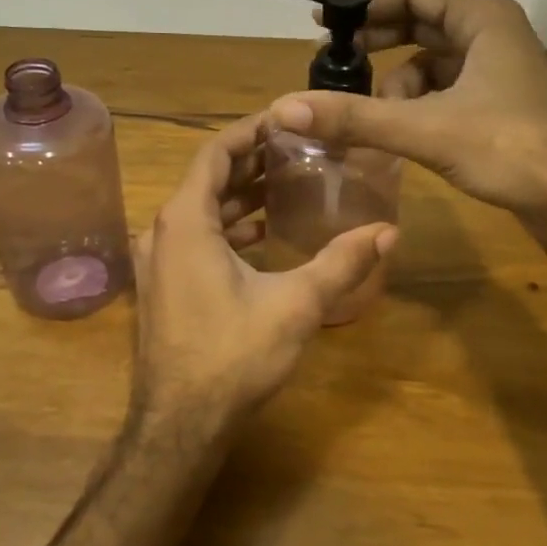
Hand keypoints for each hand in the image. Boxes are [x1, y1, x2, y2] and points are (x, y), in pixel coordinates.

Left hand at [133, 115, 397, 429]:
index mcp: (185, 221)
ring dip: (240, 196)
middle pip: (207, 179)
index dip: (249, 132)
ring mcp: (157, 261)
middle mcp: (162, 231)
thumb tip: (388, 231)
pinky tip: (262, 234)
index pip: (215, 154)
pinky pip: (195, 238)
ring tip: (287, 185)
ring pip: (200, 211)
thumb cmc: (232, 356)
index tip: (285, 120)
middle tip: (297, 150)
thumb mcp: (295, 305)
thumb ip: (341, 263)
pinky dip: (227, 227)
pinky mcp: (163, 286)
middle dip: (251, 162)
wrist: (179, 425)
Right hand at [267, 0, 546, 247]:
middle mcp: (493, 33)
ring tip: (373, 114)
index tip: (324, 23)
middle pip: (421, 21)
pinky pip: (444, 88)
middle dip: (377, 42)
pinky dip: (417, 103)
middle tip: (335, 62)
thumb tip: (284, 108)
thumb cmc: (511, 151)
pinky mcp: (498, 101)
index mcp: (484, 19)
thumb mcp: (426, 130)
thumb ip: (355, 117)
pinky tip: (401, 132)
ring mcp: (498, 69)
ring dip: (397, 82)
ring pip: (431, 59)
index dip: (366, 2)